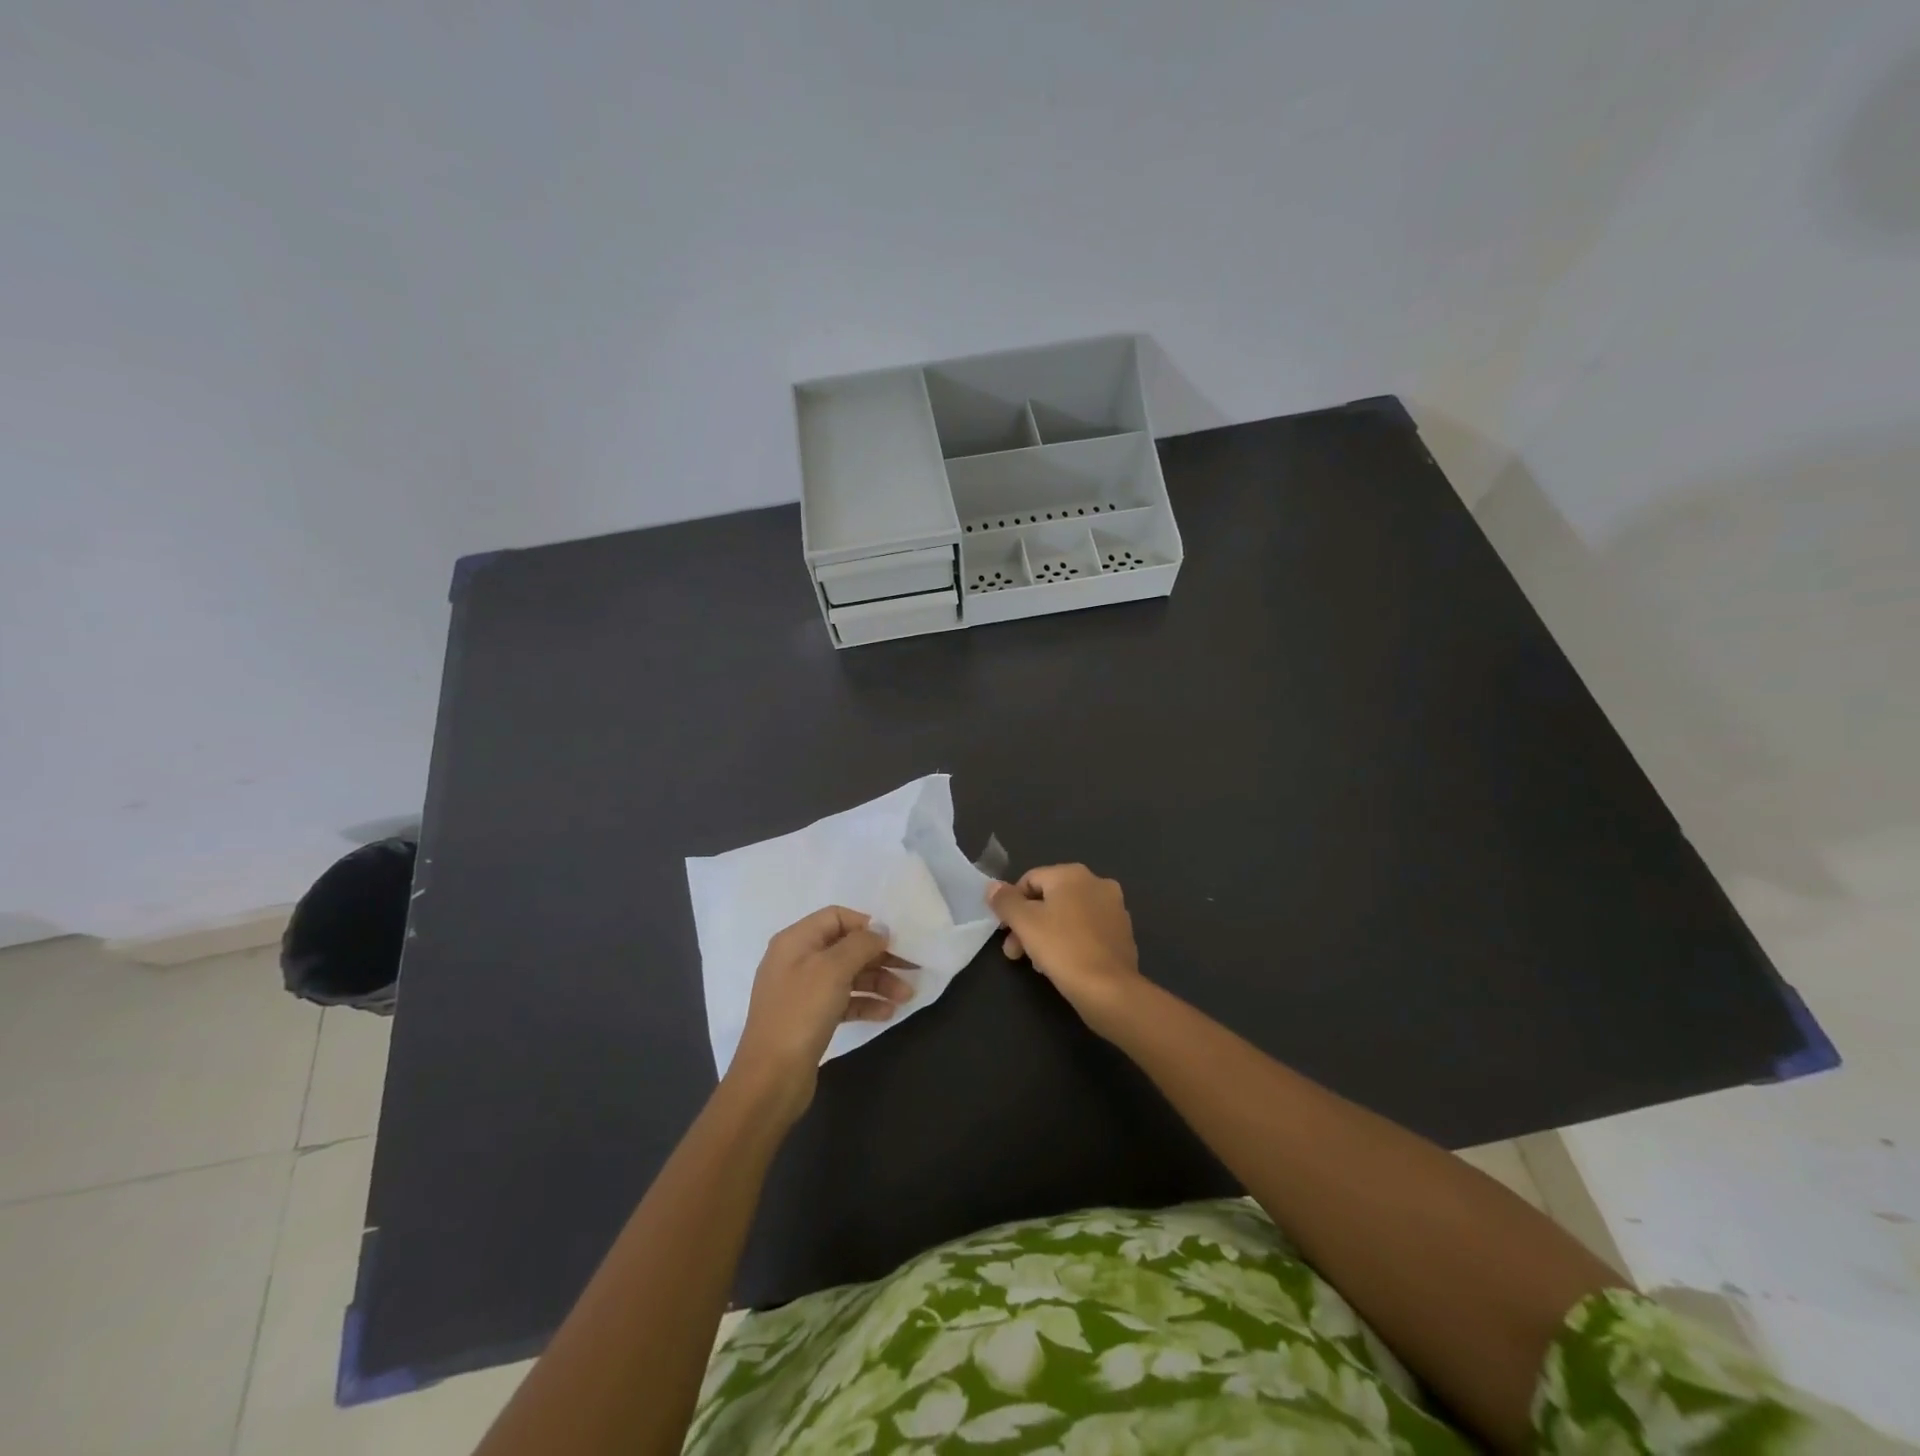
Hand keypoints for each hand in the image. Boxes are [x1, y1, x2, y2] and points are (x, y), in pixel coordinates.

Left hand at [727, 906, 913, 1121]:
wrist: (771, 1078)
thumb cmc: (801, 1013)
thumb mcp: (833, 969)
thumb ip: (861, 944)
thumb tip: (881, 930)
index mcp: (796, 940)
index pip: (837, 917)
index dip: (867, 925)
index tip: (895, 940)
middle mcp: (797, 960)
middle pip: (845, 947)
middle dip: (879, 957)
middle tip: (912, 967)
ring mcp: (803, 991)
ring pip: (848, 976)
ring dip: (878, 982)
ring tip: (907, 996)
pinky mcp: (810, 1019)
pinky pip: (843, 1001)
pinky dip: (865, 1003)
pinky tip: (888, 1013)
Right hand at [988, 865, 1143, 1034]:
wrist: (1110, 990)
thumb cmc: (1063, 949)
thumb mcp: (1024, 923)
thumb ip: (1005, 901)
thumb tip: (993, 887)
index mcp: (1073, 874)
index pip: (1029, 880)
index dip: (1012, 905)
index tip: (1005, 932)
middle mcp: (1097, 883)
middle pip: (1050, 898)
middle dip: (1028, 924)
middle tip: (1015, 952)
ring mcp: (1114, 908)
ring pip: (1068, 916)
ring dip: (1046, 934)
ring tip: (1037, 963)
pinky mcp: (1122, 933)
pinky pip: (1087, 931)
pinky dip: (1070, 942)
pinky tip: (1062, 965)